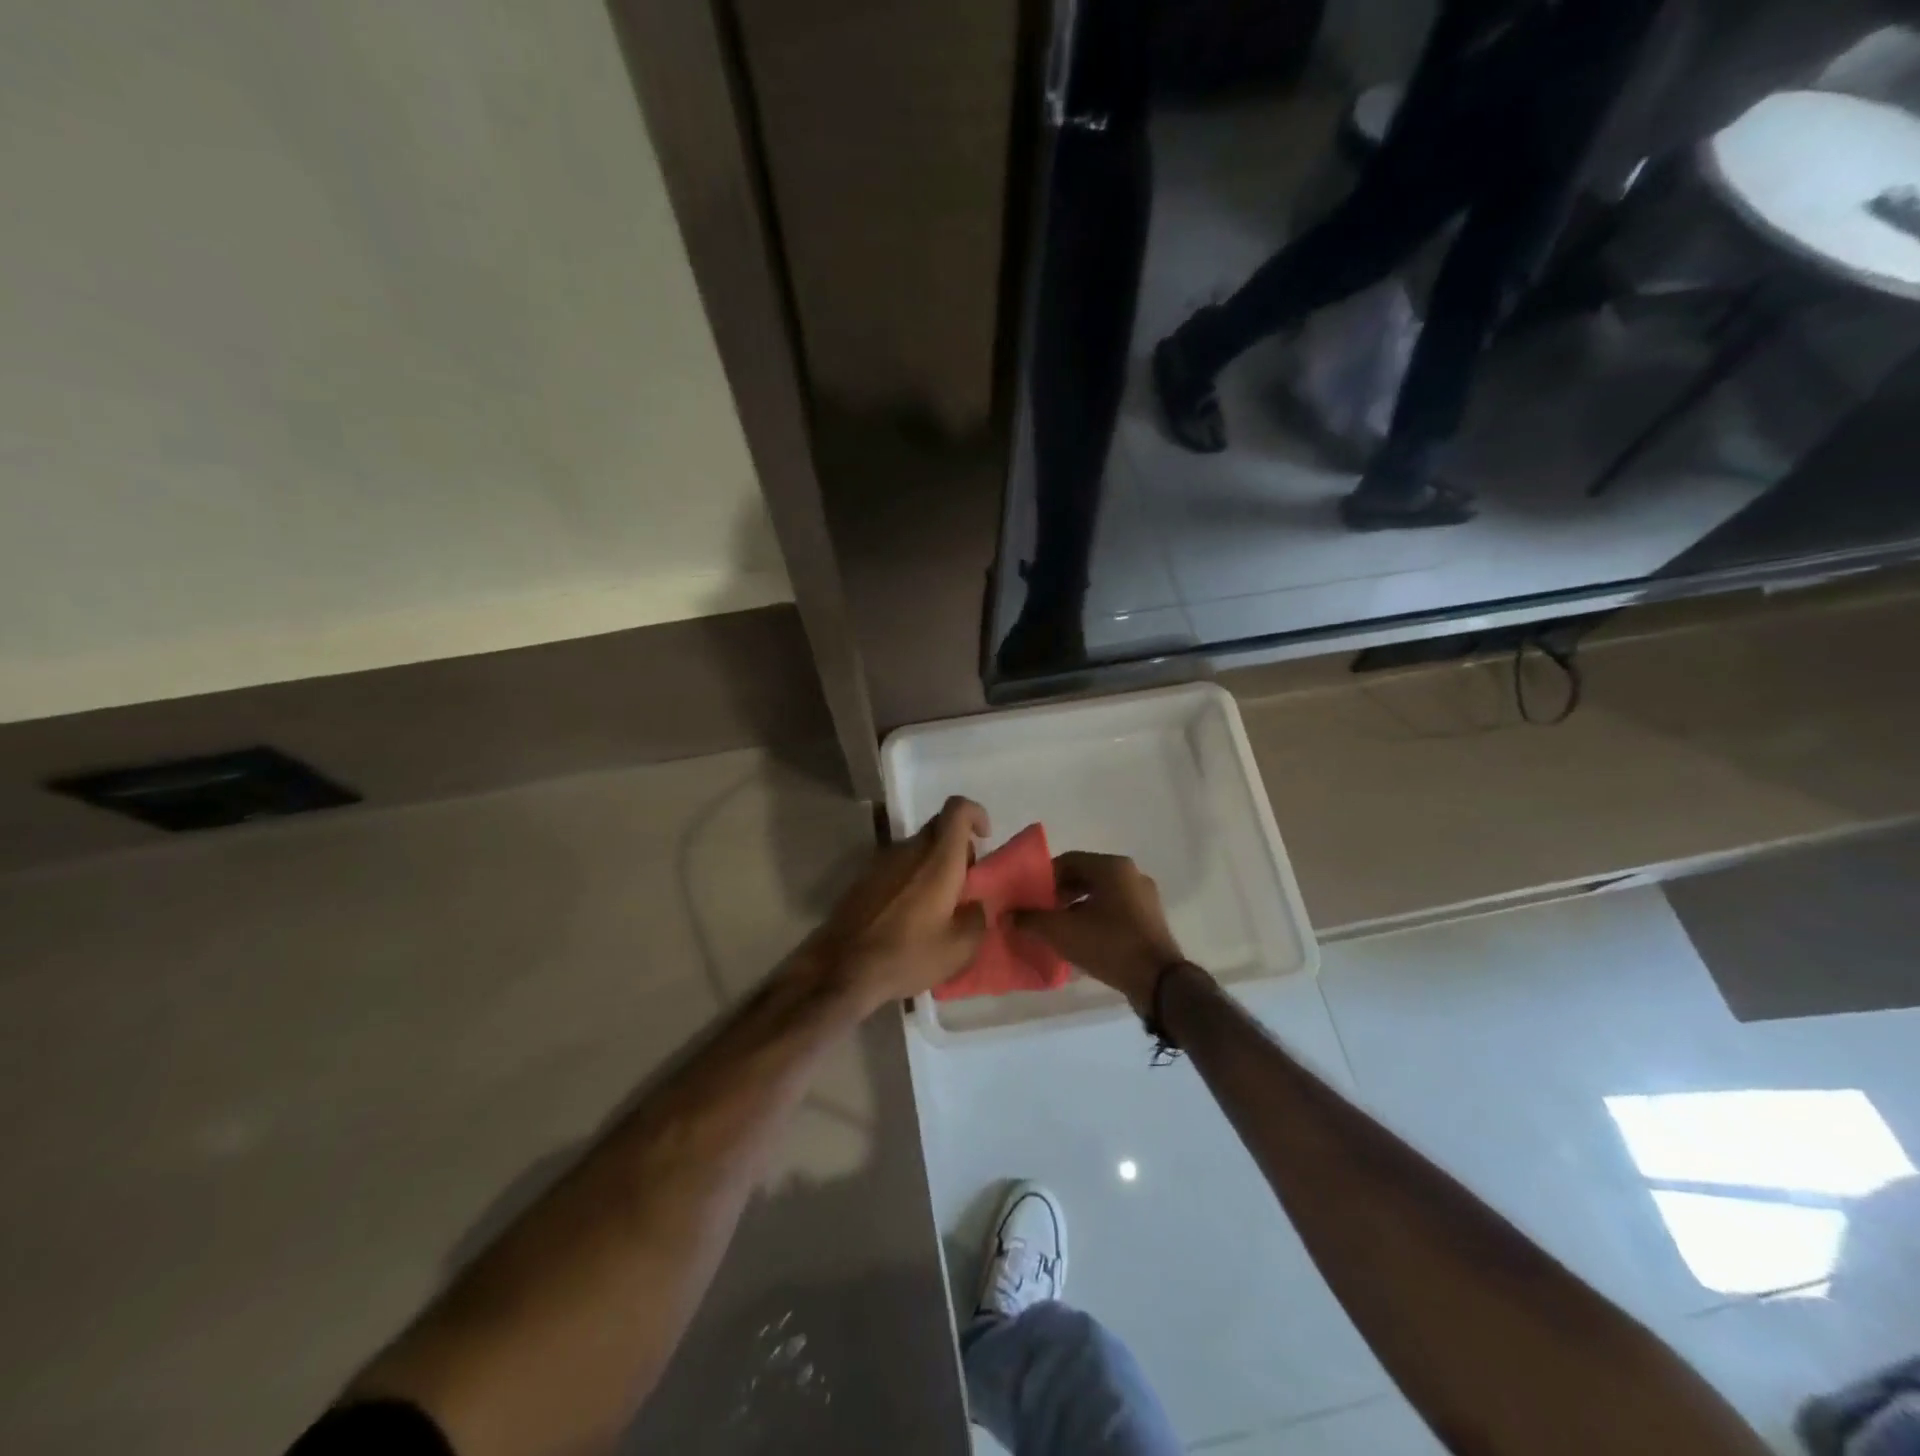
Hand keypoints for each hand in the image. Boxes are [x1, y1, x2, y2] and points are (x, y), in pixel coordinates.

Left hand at [805, 796, 989, 1012]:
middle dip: (958, 848)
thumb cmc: (906, 955)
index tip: (984, 838)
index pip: (957, 809)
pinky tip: (910, 916)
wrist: (841, 968)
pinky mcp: (863, 879)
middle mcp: (908, 850)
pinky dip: (912, 880)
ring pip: (917, 849)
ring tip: (938, 907)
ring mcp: (881, 862)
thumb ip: (977, 917)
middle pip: (938, 829)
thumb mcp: (959, 948)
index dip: (976, 814)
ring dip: (933, 866)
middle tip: (965, 884)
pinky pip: (898, 867)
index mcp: (937, 859)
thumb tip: (974, 905)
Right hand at [1013, 852, 1185, 1014]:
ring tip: (1058, 929)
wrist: (1158, 981)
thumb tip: (1007, 915)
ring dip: (1076, 908)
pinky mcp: (1150, 919)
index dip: (1043, 878)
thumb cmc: (1109, 945)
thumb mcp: (1062, 931)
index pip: (1068, 861)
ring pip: (1100, 895)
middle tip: (1040, 913)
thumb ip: (1031, 920)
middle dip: (1059, 894)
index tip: (1028, 897)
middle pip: (1085, 876)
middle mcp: (1131, 874)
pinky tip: (1081, 940)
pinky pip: (1115, 910)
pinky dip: (1095, 919)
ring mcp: (1144, 897)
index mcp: (1112, 867)